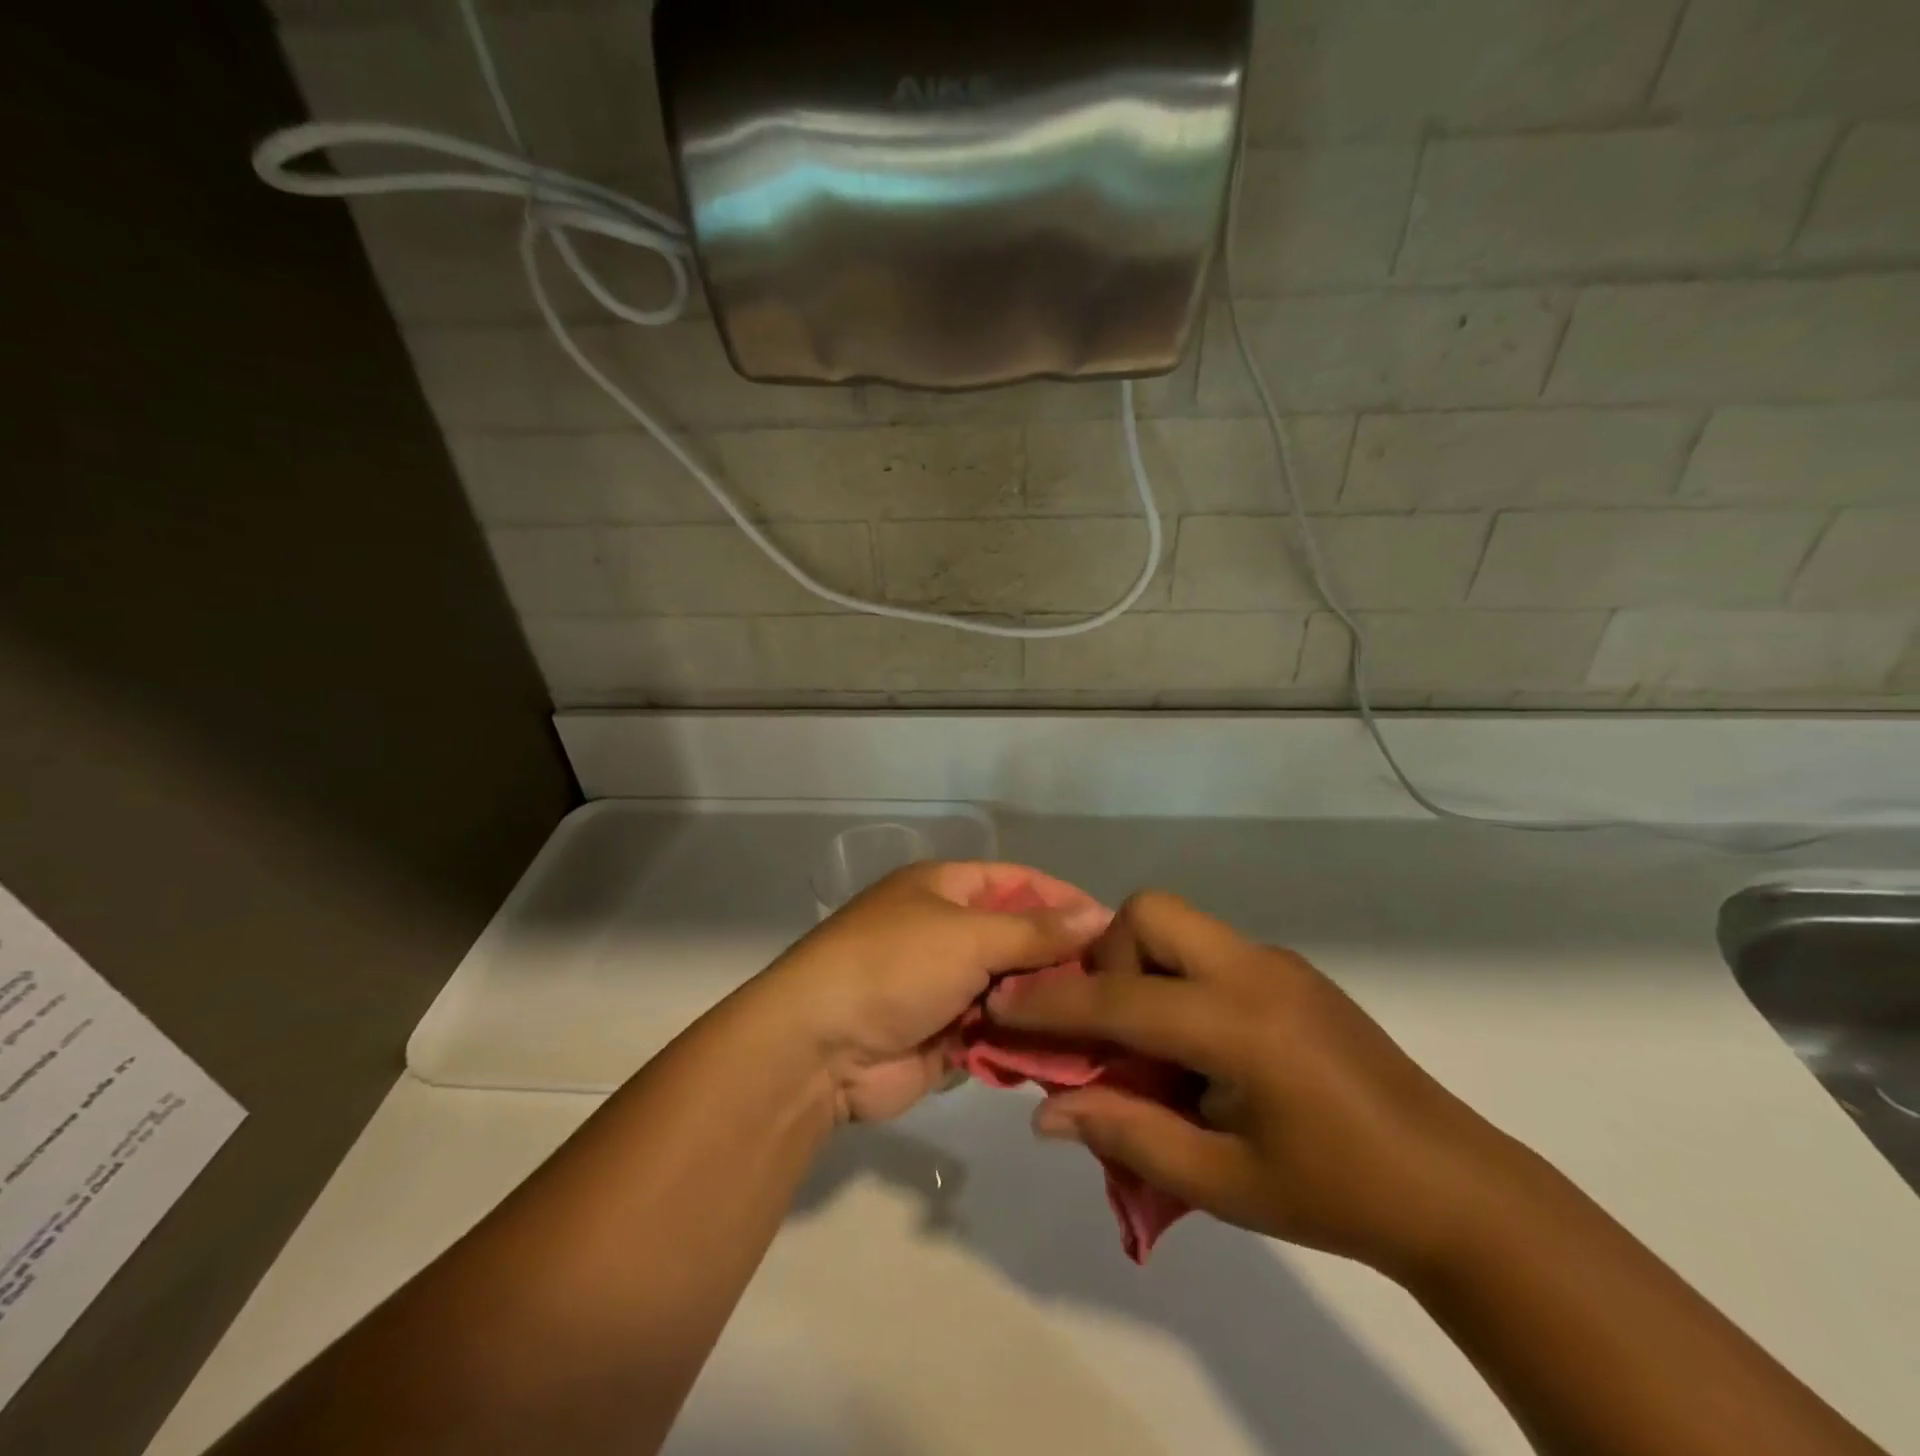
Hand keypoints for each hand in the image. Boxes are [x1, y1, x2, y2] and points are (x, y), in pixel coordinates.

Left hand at [764, 862, 1108, 1124]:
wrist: (819, 1048)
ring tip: (1103, 1025)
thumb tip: (1097, 914)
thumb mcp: (968, 937)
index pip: (1018, 882)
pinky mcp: (945, 1037)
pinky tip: (1068, 1057)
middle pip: (1019, 940)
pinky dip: (1025, 1044)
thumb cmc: (894, 966)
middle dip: (1061, 961)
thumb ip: (1035, 931)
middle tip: (1117, 986)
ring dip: (1047, 1008)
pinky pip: (998, 1035)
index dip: (1064, 900)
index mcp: (945, 889)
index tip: (1114, 927)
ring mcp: (945, 987)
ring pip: (1012, 992)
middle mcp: (947, 932)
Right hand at [988, 890, 1513, 1274]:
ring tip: (1152, 1043)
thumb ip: (1129, 1135)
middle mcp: (1254, 971)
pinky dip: (1177, 979)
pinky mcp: (1290, 971)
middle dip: (1107, 958)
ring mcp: (1276, 963)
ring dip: (1141, 966)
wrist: (1455, 1188)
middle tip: (1111, 1027)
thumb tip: (1048, 1111)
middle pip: (1150, 912)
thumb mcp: (1222, 1184)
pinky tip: (1198, 1047)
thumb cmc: (1335, 1195)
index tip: (1000, 1006)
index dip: (1051, 1005)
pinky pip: (1208, 949)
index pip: (1119, 1000)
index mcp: (1239, 1024)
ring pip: (1178, 923)